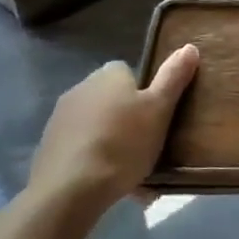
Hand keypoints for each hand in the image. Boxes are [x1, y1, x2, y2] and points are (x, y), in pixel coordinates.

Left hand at [28, 45, 198, 212]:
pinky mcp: (48, 148)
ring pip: (97, 126)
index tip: (156, 116)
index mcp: (109, 75)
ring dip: (111, 141)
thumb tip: (189, 47)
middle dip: (127, 119)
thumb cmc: (122, 144)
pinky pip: (81, 149)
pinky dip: (93, 161)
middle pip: (112, 99)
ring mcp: (60, 119)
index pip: (130, 72)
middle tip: (147, 146)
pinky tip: (106, 183)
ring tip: (130, 172)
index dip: (145, 93)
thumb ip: (174, 77)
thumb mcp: (159, 109)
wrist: (69, 191)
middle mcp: (81, 88)